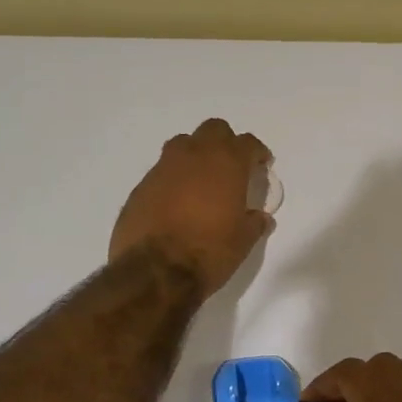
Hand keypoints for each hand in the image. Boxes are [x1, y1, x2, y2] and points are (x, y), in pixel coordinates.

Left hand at [110, 119, 273, 298]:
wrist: (155, 271)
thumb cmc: (209, 252)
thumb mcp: (243, 241)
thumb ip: (254, 223)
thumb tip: (260, 217)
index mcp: (226, 164)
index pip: (247, 143)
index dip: (257, 153)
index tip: (261, 165)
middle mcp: (194, 156)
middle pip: (213, 130)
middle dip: (225, 143)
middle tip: (231, 167)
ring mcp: (163, 168)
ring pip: (183, 144)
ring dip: (196, 155)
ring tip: (202, 180)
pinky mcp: (141, 186)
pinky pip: (162, 171)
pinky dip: (174, 179)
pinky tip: (177, 202)